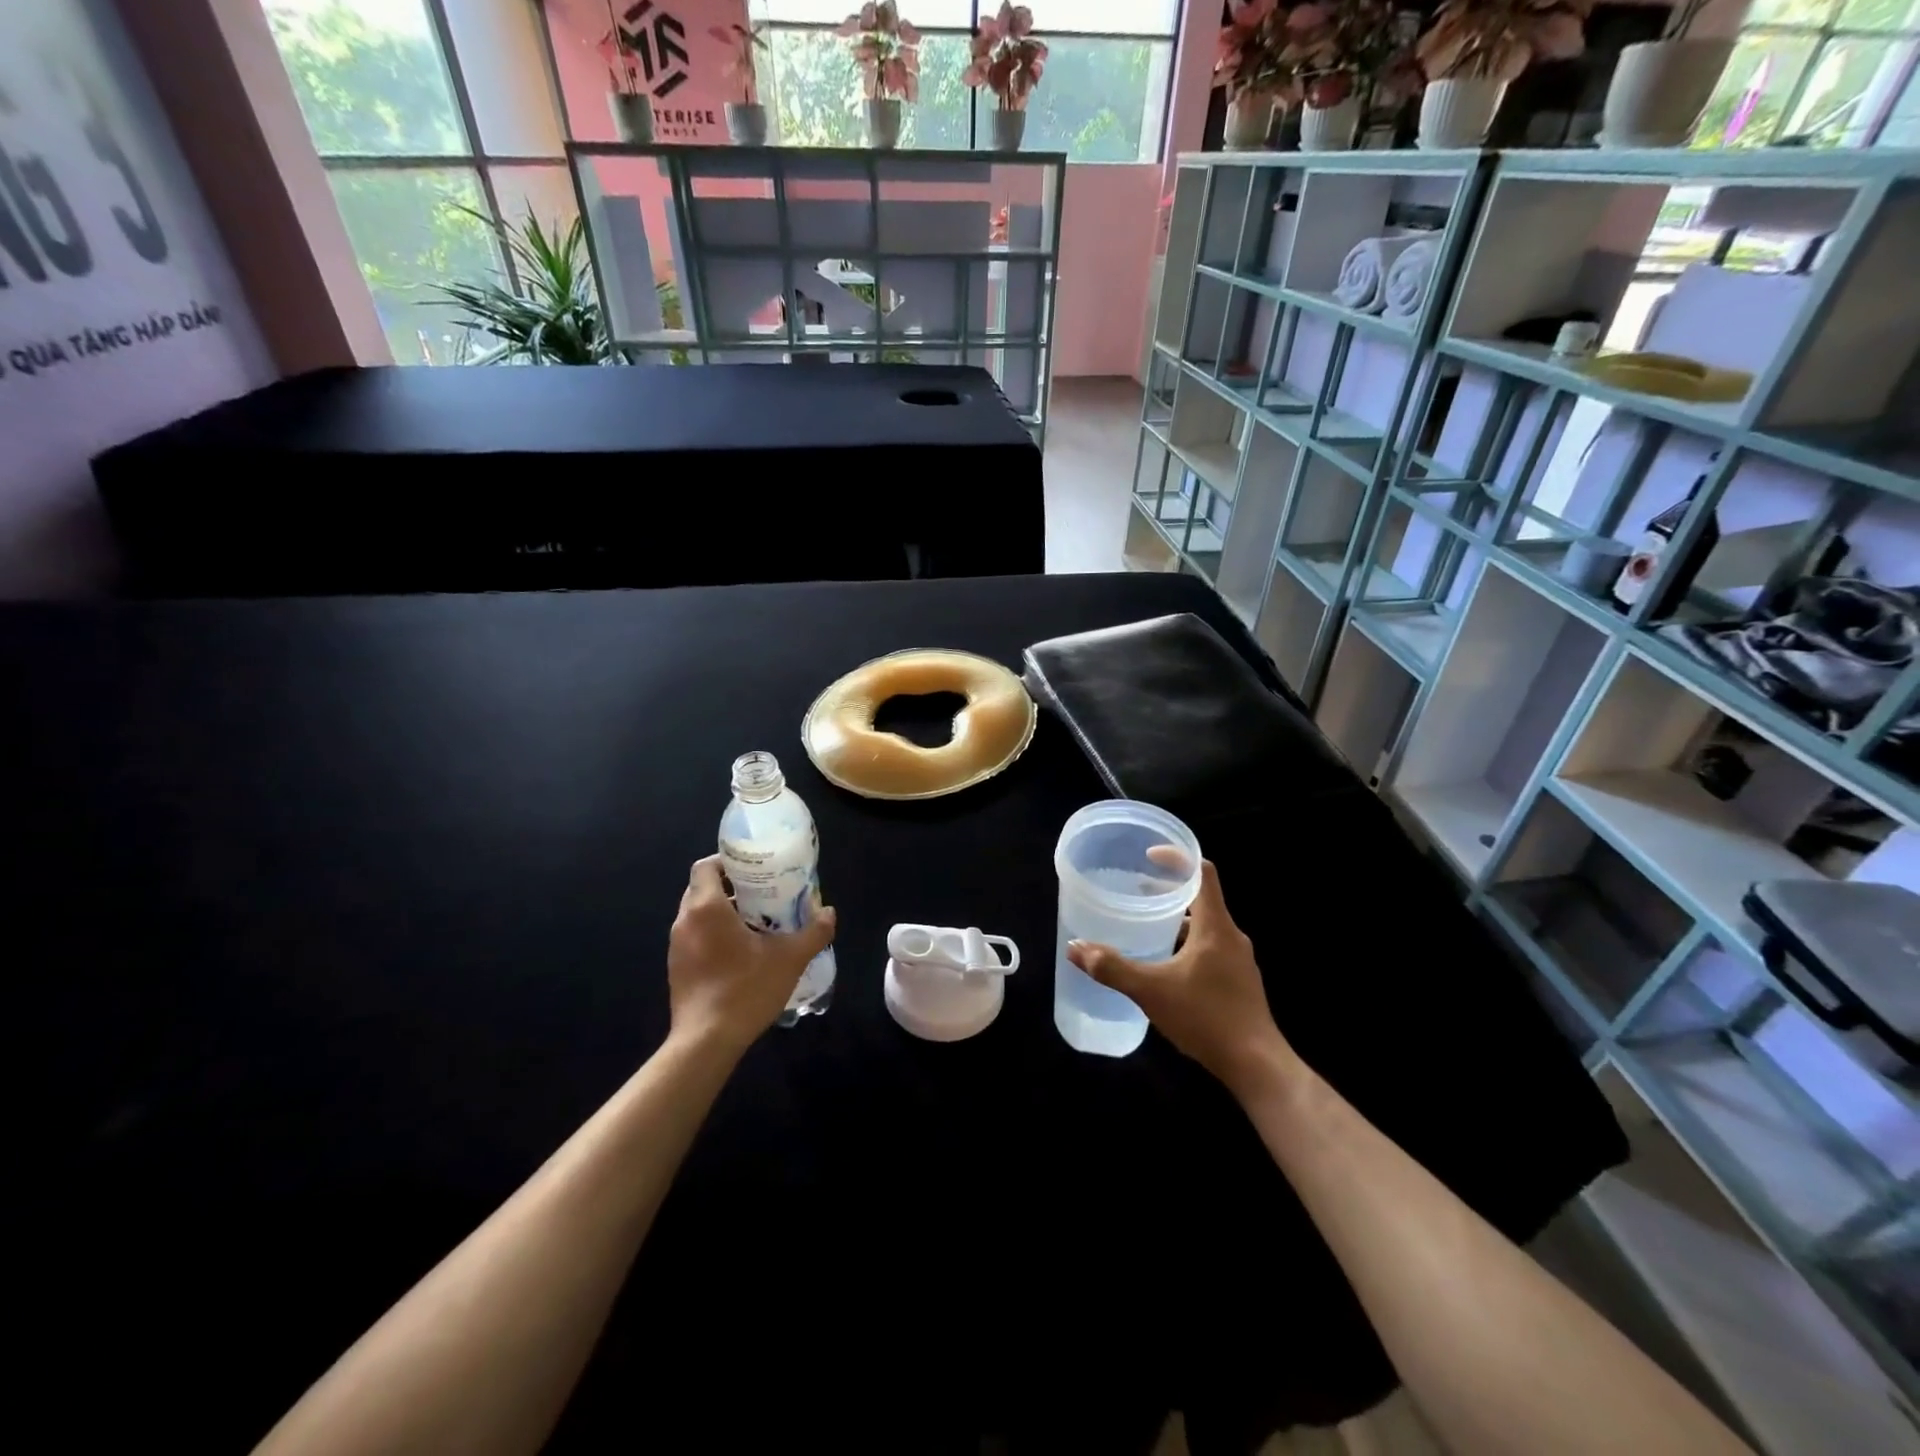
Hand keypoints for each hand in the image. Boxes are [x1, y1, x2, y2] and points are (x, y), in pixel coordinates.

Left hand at [667, 855, 836, 1056]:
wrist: (706, 1042)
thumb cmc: (746, 989)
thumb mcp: (790, 959)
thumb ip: (814, 932)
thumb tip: (829, 913)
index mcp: (706, 907)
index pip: (706, 866)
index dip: (728, 861)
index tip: (754, 868)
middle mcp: (685, 921)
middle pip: (702, 888)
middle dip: (730, 886)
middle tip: (762, 893)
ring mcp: (676, 946)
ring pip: (697, 914)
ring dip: (722, 912)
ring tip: (755, 922)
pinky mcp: (676, 968)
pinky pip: (694, 938)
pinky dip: (713, 935)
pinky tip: (740, 952)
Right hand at [1067, 858, 1294, 1098]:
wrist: (1257, 1066)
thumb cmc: (1206, 1018)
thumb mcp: (1151, 991)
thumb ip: (1112, 968)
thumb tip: (1075, 947)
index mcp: (1215, 926)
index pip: (1202, 873)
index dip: (1177, 859)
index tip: (1150, 856)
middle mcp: (1231, 936)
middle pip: (1202, 898)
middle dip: (1169, 891)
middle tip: (1136, 891)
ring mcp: (1239, 961)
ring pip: (1205, 926)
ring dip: (1177, 921)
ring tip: (1146, 927)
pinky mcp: (1239, 982)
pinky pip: (1210, 949)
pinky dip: (1186, 945)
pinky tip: (1166, 967)